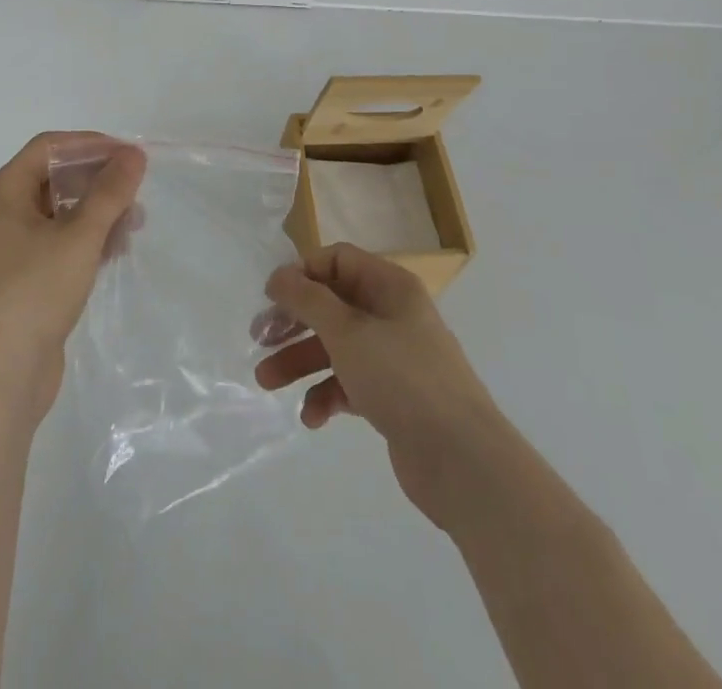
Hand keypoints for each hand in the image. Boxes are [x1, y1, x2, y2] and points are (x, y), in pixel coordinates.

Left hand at [0, 132, 145, 424]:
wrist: (1, 373)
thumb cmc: (35, 291)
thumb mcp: (79, 235)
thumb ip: (110, 192)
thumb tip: (134, 154)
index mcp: (4, 191)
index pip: (50, 147)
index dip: (91, 145)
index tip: (129, 156)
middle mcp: (3, 212)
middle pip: (56, 177)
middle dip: (98, 181)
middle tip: (135, 191)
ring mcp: (12, 246)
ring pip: (62, 211)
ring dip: (98, 211)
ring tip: (135, 224)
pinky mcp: (24, 276)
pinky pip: (60, 241)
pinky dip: (88, 238)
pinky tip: (116, 249)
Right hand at [257, 243, 510, 529]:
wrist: (462, 460)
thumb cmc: (402, 378)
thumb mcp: (347, 332)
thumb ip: (308, 300)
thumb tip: (278, 275)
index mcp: (389, 286)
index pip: (338, 260)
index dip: (303, 273)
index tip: (271, 297)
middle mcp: (392, 314)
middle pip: (332, 304)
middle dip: (294, 322)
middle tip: (259, 339)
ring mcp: (394, 357)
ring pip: (336, 346)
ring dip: (300, 361)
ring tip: (267, 383)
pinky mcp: (392, 397)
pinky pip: (350, 383)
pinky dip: (327, 395)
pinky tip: (312, 417)